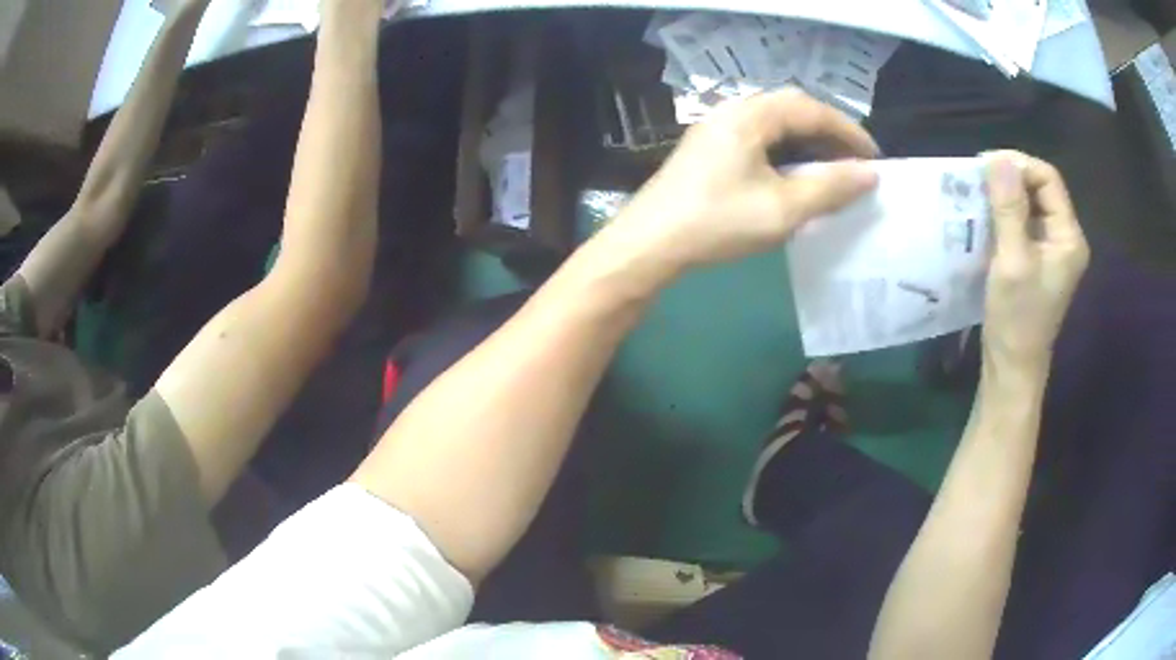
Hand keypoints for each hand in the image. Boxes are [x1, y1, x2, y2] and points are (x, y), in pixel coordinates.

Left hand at [612, 88, 879, 270]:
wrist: (649, 243)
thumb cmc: (718, 222)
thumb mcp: (783, 208)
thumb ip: (830, 187)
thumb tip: (869, 174)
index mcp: (749, 116)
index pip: (810, 109)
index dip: (847, 130)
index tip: (874, 157)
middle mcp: (731, 112)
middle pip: (790, 108)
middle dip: (828, 131)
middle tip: (854, 160)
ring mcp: (714, 130)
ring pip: (772, 123)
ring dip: (806, 140)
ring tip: (832, 167)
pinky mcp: (706, 150)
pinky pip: (756, 138)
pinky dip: (783, 151)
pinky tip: (793, 174)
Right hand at [982, 151, 1088, 371]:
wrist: (1011, 367)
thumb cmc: (1016, 319)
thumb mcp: (1012, 261)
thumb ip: (1009, 209)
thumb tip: (998, 159)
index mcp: (1068, 237)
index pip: (1048, 179)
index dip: (1020, 165)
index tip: (985, 165)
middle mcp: (1064, 238)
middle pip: (1040, 188)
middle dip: (1010, 177)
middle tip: (977, 179)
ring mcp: (1051, 249)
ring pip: (1029, 203)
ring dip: (1004, 194)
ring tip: (976, 193)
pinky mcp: (1037, 259)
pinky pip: (1022, 222)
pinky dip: (1004, 213)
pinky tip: (984, 216)